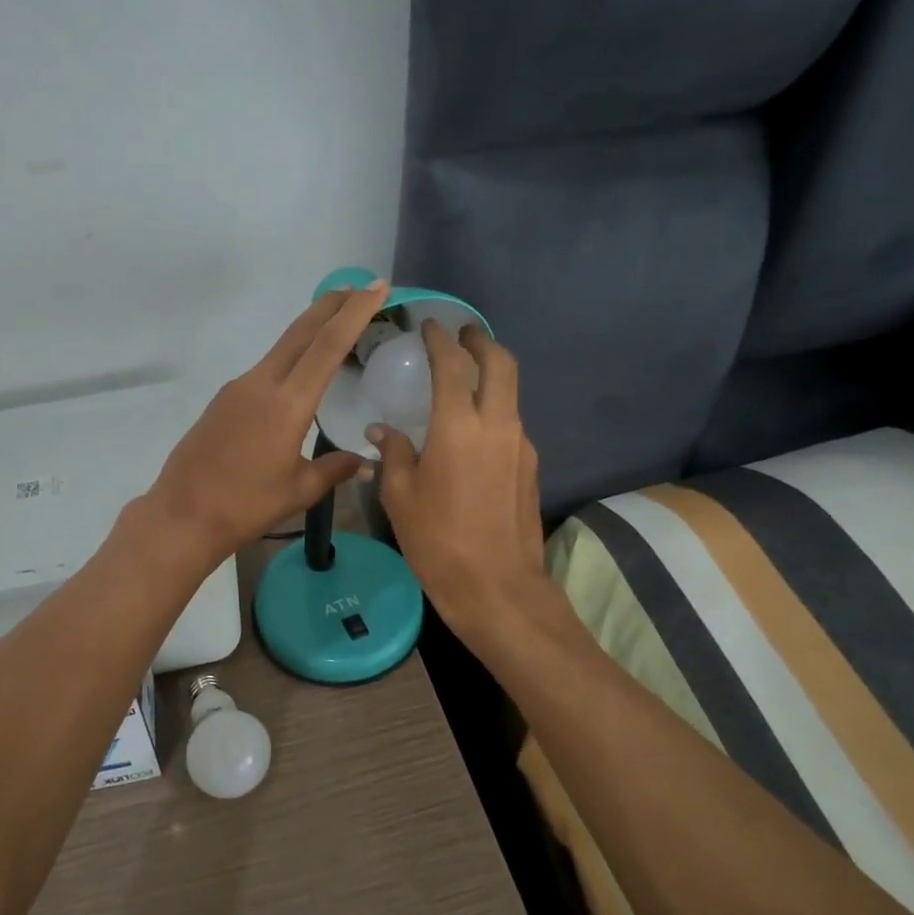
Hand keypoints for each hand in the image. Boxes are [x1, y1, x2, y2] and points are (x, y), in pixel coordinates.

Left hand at [143, 282, 388, 567]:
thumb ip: (335, 468)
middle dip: (332, 305)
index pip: (328, 346)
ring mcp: (238, 389)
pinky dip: (290, 358)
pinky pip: (266, 369)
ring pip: (281, 348)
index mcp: (287, 404)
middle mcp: (261, 384)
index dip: (354, 313)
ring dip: (310, 330)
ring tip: (336, 326)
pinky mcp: (224, 400)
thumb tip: (366, 461)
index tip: (376, 287)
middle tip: (360, 287)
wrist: (182, 514)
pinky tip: (299, 375)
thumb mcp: (299, 490)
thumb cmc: (246, 505)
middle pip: (301, 332)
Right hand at [370, 321, 551, 638]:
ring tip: (464, 380)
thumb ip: (393, 454)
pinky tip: (472, 430)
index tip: (429, 326)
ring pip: (511, 393)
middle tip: (462, 334)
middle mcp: (497, 424)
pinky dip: (494, 409)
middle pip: (501, 364)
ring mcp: (521, 445)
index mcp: (458, 426)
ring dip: (491, 375)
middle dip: (481, 341)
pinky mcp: (531, 467)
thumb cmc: (438, 541)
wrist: (498, 588)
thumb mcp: (400, 496)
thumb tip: (382, 430)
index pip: (453, 364)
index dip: (441, 339)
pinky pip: (512, 423)